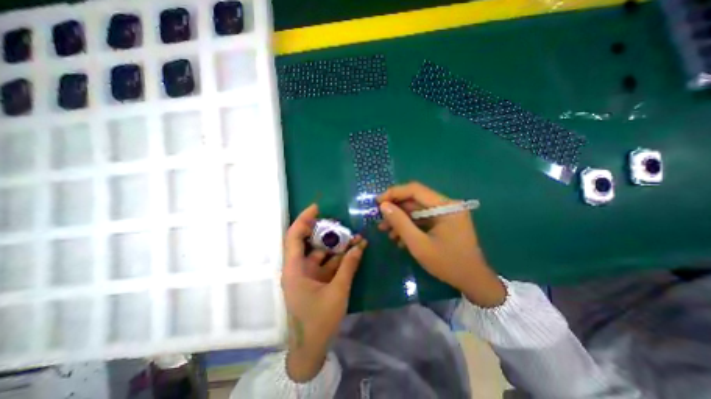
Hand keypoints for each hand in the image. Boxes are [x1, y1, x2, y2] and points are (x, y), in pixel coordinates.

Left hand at [281, 203, 365, 382]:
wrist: (311, 349)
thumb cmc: (319, 321)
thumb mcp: (337, 292)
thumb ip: (348, 267)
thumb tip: (360, 246)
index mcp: (294, 269)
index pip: (294, 237)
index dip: (303, 220)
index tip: (317, 207)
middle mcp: (299, 268)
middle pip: (310, 242)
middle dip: (326, 231)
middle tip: (342, 222)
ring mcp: (308, 274)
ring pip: (322, 253)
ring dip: (337, 246)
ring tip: (355, 236)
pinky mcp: (317, 280)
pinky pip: (328, 263)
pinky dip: (340, 258)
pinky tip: (354, 251)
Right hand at [378, 183, 504, 306]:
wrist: (473, 282)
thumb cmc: (448, 264)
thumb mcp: (419, 245)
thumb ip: (400, 223)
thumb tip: (383, 206)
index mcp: (446, 206)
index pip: (415, 190)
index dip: (394, 193)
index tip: (377, 202)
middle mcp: (447, 205)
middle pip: (415, 200)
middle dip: (395, 210)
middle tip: (380, 221)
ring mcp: (446, 213)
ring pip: (417, 210)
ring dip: (400, 219)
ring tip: (386, 231)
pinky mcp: (443, 222)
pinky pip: (422, 219)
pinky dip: (409, 226)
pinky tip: (399, 238)